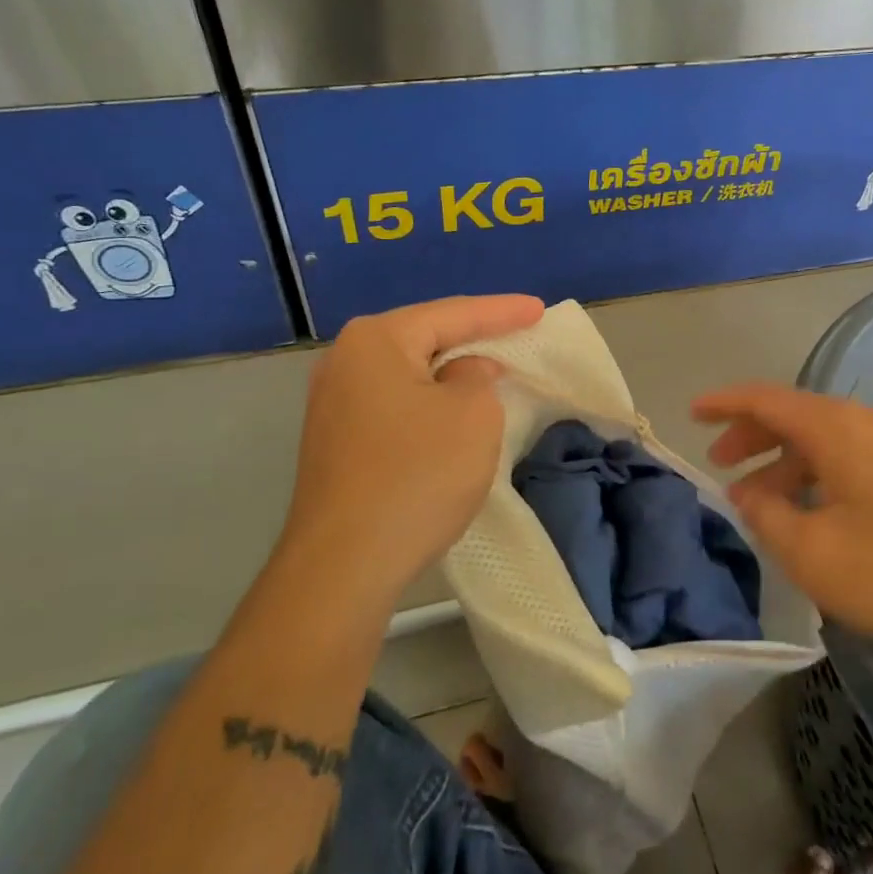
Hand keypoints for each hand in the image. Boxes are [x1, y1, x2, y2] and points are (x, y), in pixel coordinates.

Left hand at [280, 294, 544, 604]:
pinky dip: (429, 402)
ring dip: (450, 372)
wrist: (344, 564)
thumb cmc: (417, 475)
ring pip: (408, 373)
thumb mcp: (473, 416)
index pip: (452, 314)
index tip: (539, 309)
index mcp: (376, 341)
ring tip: (491, 368)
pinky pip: (395, 404)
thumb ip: (478, 379)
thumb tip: (464, 374)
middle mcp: (345, 362)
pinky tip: (451, 411)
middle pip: (424, 337)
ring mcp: (333, 404)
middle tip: (516, 331)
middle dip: (472, 337)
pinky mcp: (336, 442)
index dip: (502, 312)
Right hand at [694, 383, 872, 658]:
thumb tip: (747, 493)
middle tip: (720, 463)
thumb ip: (767, 515)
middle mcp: (866, 423)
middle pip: (794, 415)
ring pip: (823, 439)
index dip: (725, 403)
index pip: (767, 399)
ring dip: (784, 461)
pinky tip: (809, 509)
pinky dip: (815, 472)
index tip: (693, 413)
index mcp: (838, 429)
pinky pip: (849, 456)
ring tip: (758, 498)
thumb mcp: (813, 552)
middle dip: (751, 435)